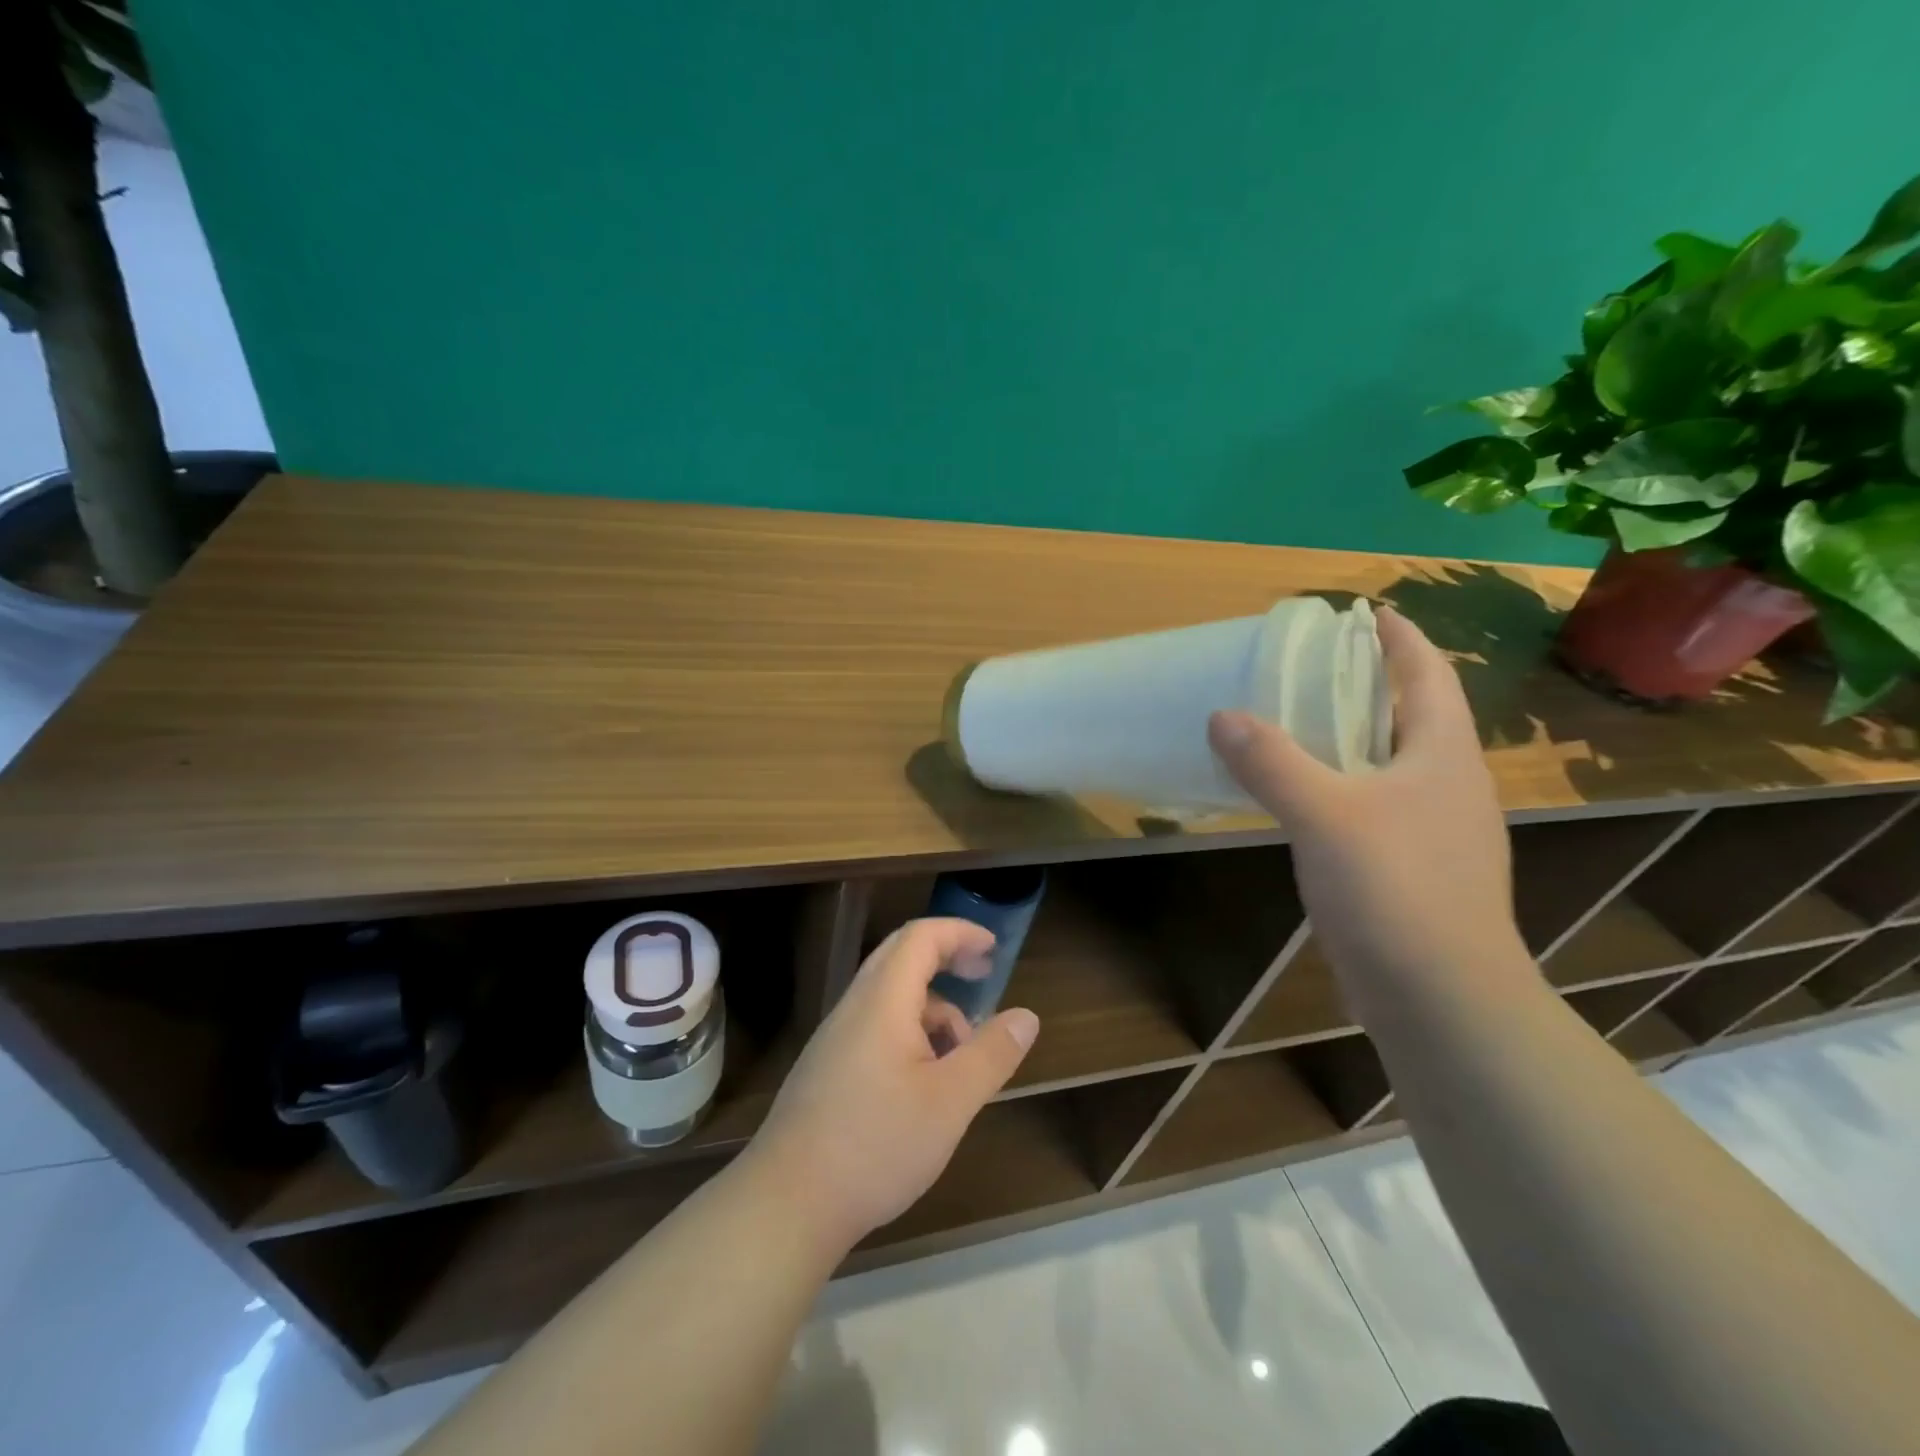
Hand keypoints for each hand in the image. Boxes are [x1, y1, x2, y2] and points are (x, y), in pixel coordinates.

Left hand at [742, 918, 1039, 1253]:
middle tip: (983, 978)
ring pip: (891, 999)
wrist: (786, 1203)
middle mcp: (855, 1007)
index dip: (960, 933)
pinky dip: (910, 1034)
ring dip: (932, 1009)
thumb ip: (991, 1054)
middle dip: (946, 960)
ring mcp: (835, 1038)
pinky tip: (925, 1085)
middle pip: (901, 958)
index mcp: (883, 1000)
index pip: (921, 937)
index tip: (993, 949)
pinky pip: (876, 1028)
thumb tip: (1026, 1017)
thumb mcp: (950, 1102)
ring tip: (962, 1057)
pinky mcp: (827, 1069)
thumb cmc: (876, 1145)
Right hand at [1207, 606, 1524, 1006]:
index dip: (1400, 639)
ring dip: (1356, 738)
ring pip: (1395, 764)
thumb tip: (1222, 716)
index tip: (1367, 612)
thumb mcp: (1324, 816)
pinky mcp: (1418, 869)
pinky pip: (1379, 805)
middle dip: (1372, 685)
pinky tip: (1309, 799)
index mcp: (1443, 755)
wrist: (1443, 999)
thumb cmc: (1395, 891)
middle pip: (1414, 716)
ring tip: (1303, 725)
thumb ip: (1272, 762)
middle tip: (1315, 667)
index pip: (1428, 675)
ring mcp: (1439, 831)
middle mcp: (1450, 785)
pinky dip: (1345, 786)